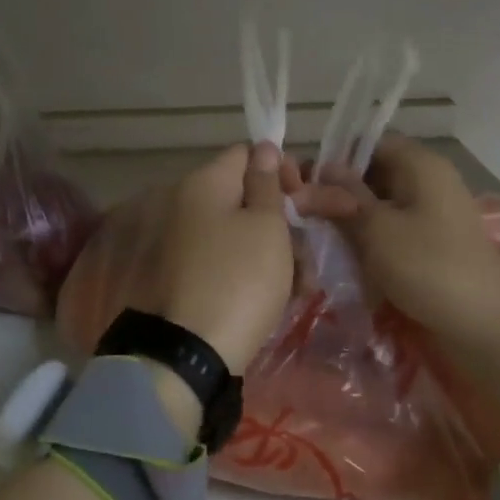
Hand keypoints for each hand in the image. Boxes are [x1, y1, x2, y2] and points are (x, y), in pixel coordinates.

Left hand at [149, 142, 297, 377]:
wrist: (191, 352)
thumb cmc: (240, 278)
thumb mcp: (266, 227)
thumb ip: (267, 184)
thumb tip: (263, 148)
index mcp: (205, 184)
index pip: (246, 154)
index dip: (280, 168)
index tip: (303, 197)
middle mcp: (188, 206)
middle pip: (247, 197)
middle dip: (287, 220)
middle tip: (314, 247)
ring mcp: (186, 243)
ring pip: (243, 233)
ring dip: (280, 252)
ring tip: (304, 284)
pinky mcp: (190, 277)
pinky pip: (229, 260)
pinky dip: (257, 272)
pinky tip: (285, 296)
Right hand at [309, 137, 499, 344]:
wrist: (484, 325)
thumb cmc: (428, 267)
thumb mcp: (376, 229)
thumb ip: (342, 198)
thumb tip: (317, 172)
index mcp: (420, 164)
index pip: (370, 144)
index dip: (336, 160)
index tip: (307, 184)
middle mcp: (430, 180)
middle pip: (375, 173)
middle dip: (341, 193)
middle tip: (308, 215)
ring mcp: (435, 211)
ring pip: (383, 203)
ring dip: (355, 219)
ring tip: (323, 238)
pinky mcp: (435, 240)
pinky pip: (396, 227)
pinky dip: (374, 238)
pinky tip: (350, 256)